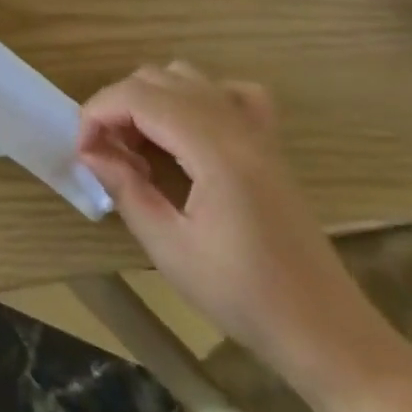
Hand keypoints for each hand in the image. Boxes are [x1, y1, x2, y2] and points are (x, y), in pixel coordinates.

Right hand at [78, 63, 390, 395]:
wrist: (327, 334)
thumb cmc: (245, 297)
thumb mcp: (170, 249)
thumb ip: (125, 189)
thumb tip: (90, 152)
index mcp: (215, 150)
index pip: (138, 96)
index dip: (98, 113)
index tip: (84, 152)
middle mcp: (237, 126)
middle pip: (156, 79)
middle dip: (118, 106)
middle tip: (107, 154)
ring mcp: (257, 131)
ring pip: (187, 77)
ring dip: (150, 99)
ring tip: (140, 144)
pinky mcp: (269, 144)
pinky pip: (230, 92)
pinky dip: (198, 96)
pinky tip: (189, 130)